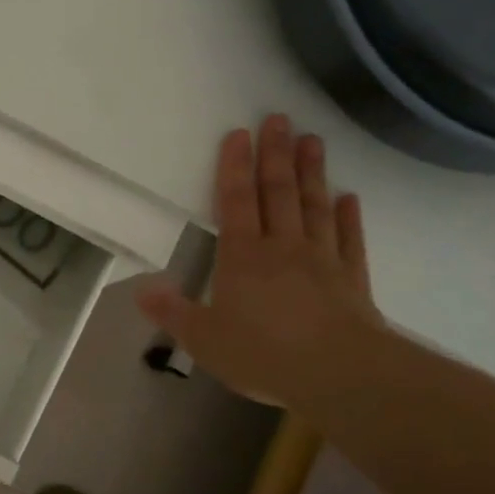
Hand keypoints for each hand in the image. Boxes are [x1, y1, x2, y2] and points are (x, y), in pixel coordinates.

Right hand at [137, 115, 380, 409]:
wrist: (341, 374)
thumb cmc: (264, 353)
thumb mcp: (204, 339)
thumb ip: (173, 312)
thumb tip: (141, 289)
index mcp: (243, 256)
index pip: (235, 201)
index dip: (235, 167)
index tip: (239, 133)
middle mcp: (282, 247)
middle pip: (278, 192)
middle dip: (275, 155)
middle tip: (280, 119)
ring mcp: (322, 260)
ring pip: (314, 207)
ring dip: (312, 173)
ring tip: (312, 140)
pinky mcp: (353, 280)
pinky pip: (349, 240)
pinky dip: (349, 218)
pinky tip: (349, 198)